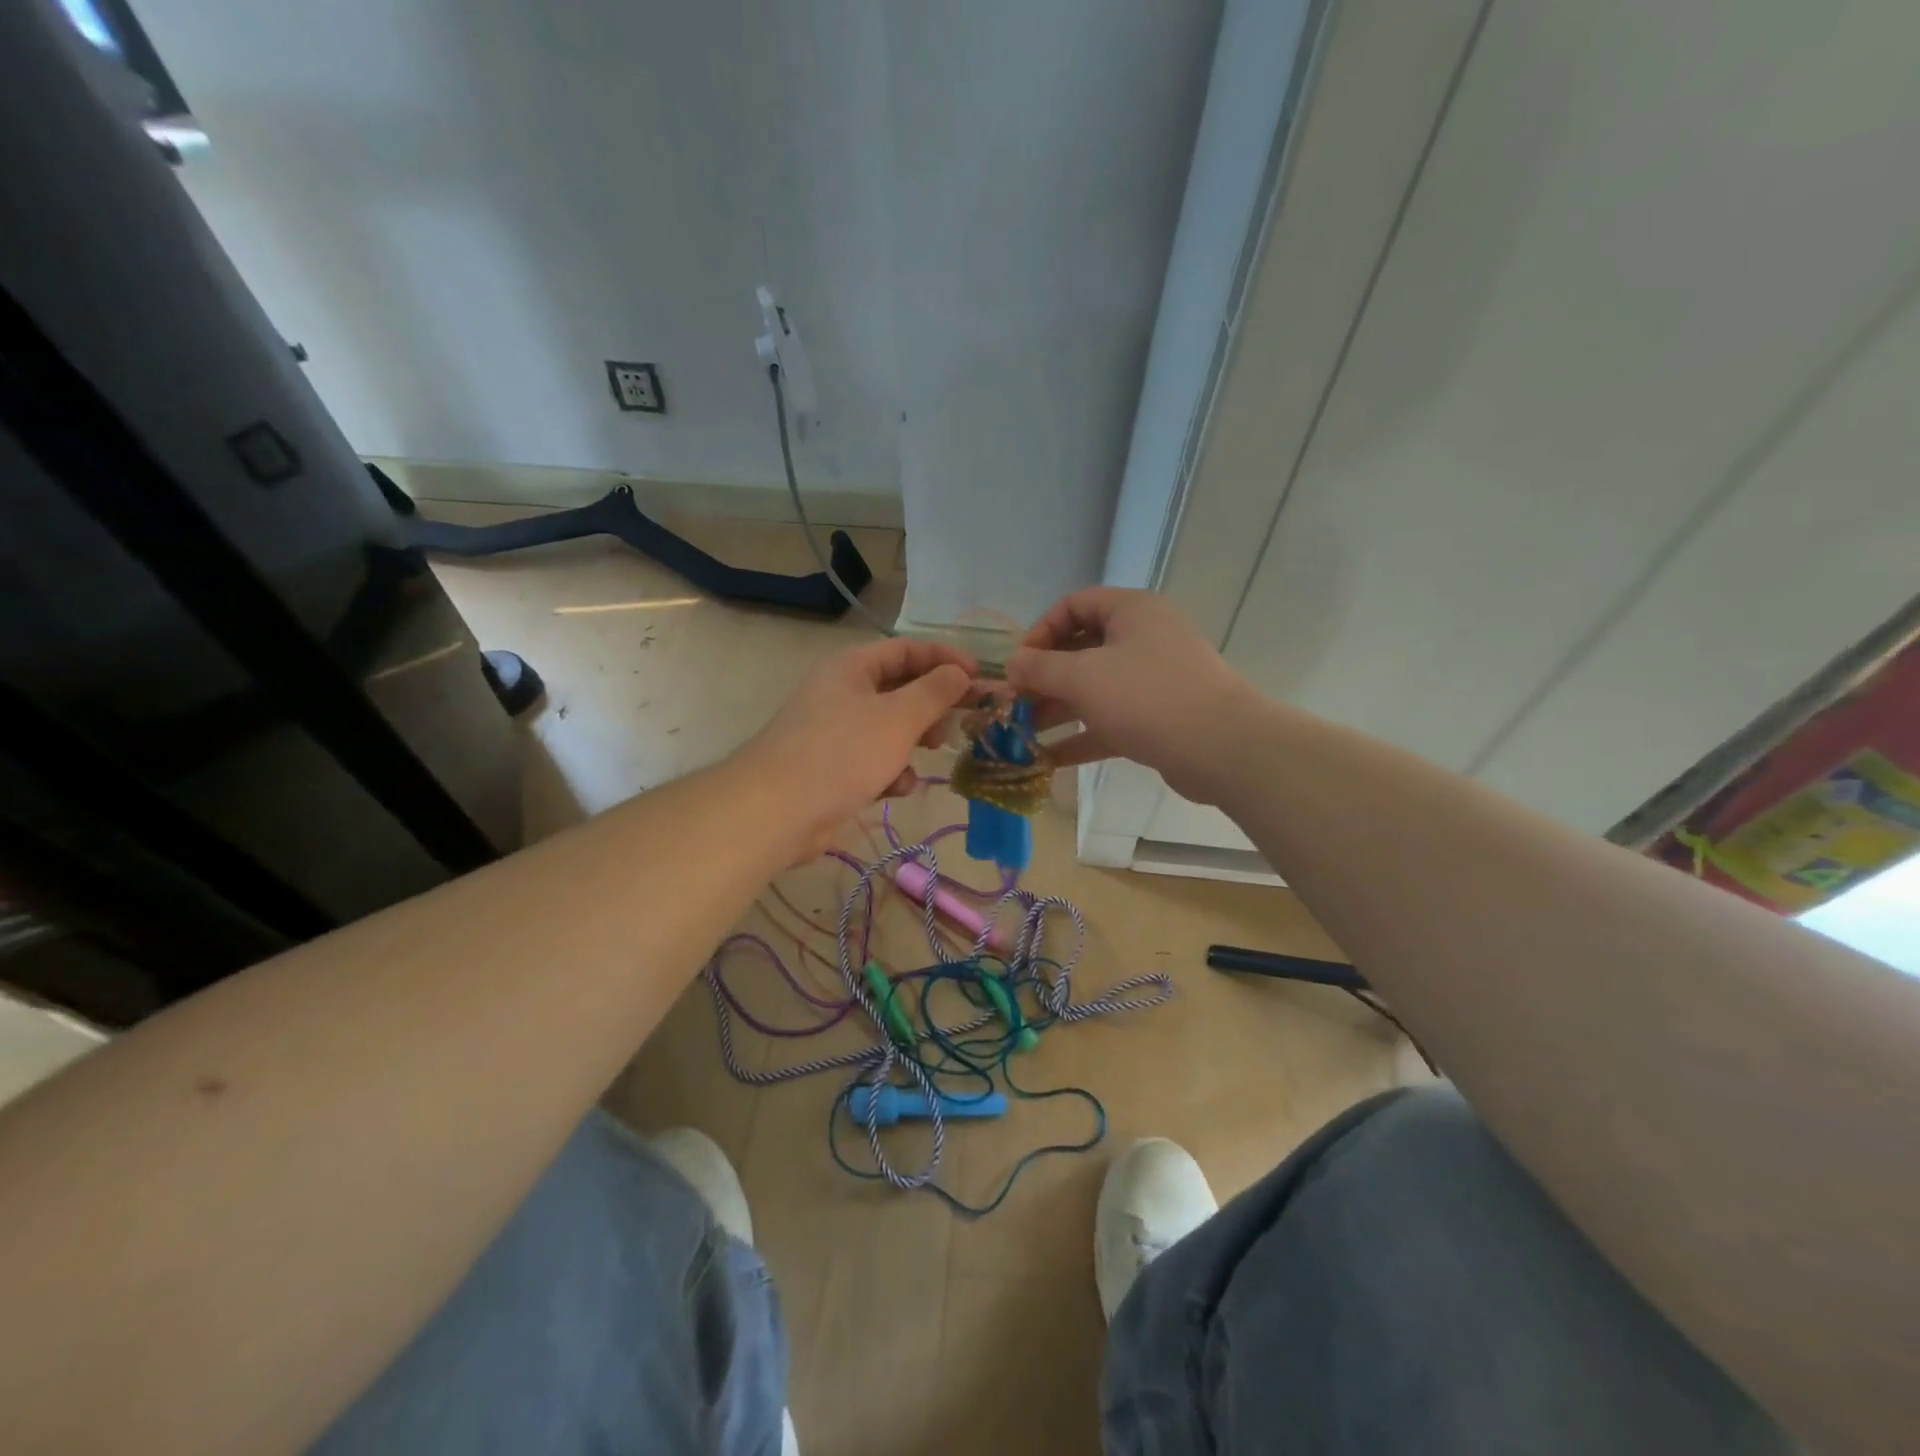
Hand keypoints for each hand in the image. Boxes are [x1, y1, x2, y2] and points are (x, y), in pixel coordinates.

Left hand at [744, 637, 976, 853]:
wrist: (778, 811)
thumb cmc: (842, 753)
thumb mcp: (898, 718)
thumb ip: (935, 692)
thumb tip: (961, 673)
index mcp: (852, 667)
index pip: (906, 649)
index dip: (945, 659)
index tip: (978, 679)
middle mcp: (842, 692)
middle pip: (900, 688)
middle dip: (931, 706)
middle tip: (959, 721)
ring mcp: (835, 732)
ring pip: (890, 728)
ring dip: (914, 741)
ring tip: (931, 752)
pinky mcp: (833, 768)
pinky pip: (873, 760)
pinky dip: (890, 771)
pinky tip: (896, 788)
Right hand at [1006, 588, 1253, 802]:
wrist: (1222, 747)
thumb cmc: (1146, 696)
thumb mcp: (1083, 676)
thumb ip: (1040, 667)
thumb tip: (1012, 664)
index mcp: (1131, 611)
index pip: (1074, 605)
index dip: (1040, 630)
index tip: (1018, 663)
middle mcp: (1144, 638)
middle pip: (1082, 649)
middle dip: (1044, 676)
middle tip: (1014, 701)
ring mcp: (1154, 680)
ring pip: (1095, 688)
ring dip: (1057, 709)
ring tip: (1022, 732)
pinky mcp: (1159, 718)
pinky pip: (1111, 720)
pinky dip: (1082, 736)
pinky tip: (1048, 758)